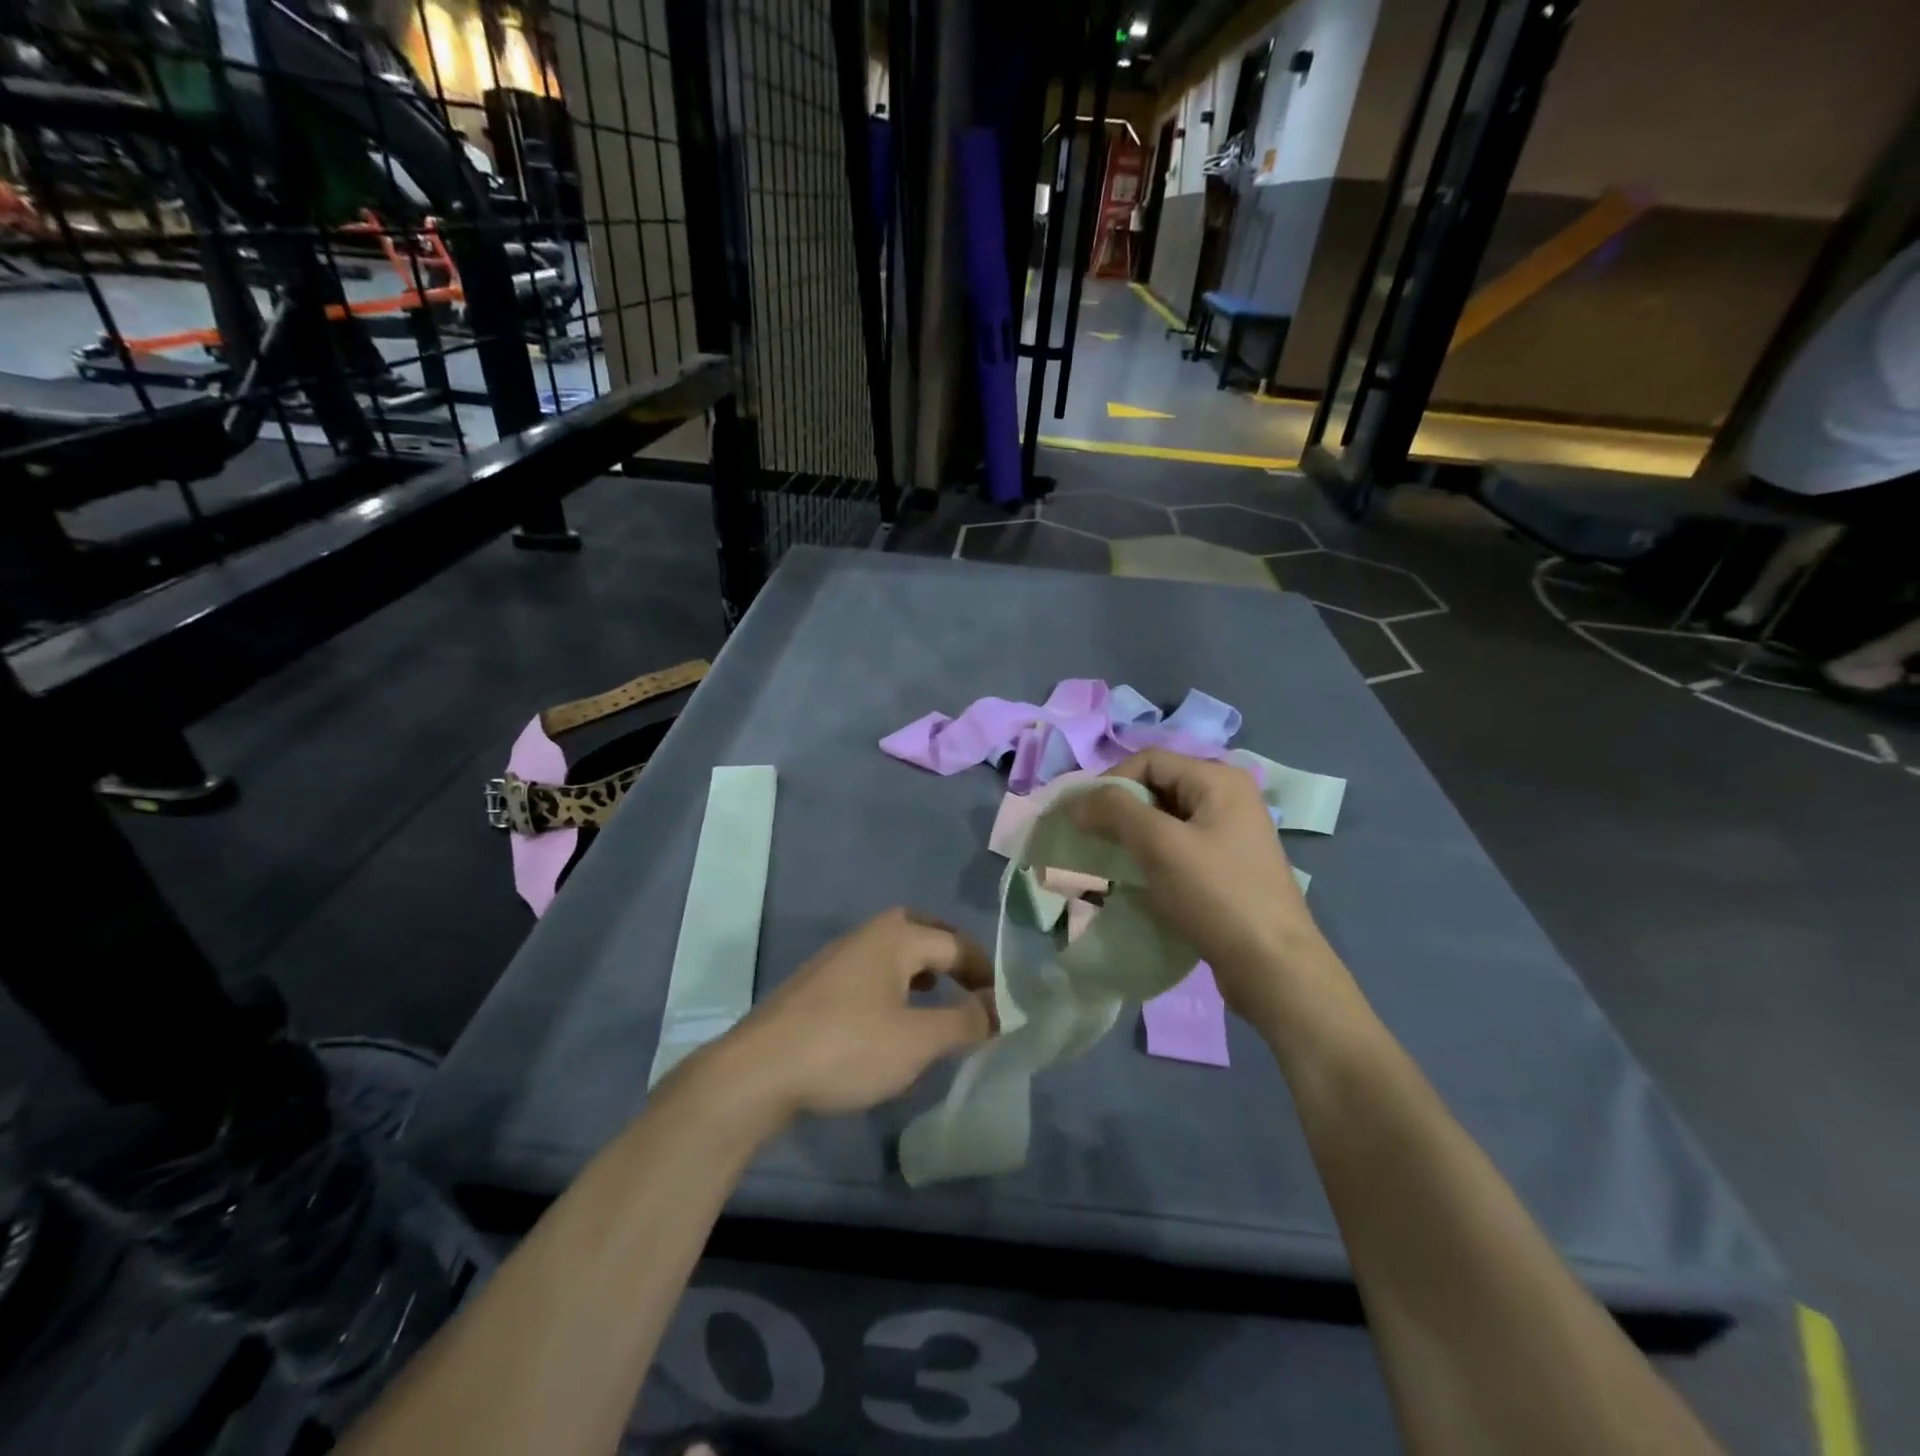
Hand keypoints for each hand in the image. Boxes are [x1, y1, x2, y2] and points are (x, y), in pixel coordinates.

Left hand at [727, 908, 995, 1118]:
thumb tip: (999, 1009)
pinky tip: (891, 1018)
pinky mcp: (817, 986)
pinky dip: (894, 985)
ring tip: (937, 997)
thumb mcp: (917, 1040)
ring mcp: (836, 959)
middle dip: (950, 954)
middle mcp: (866, 936)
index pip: (955, 944)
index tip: (1004, 1004)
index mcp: (895, 937)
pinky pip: (870, 972)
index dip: (985, 972)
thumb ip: (964, 1022)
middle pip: (920, 931)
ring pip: (892, 951)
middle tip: (972, 982)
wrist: (758, 1071)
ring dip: (920, 968)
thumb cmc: (847, 1048)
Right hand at [1071, 750, 1338, 1019]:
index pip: (1149, 760)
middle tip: (1092, 838)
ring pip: (1166, 819)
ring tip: (1109, 860)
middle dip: (1119, 809)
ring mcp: (1230, 833)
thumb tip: (1078, 802)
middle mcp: (1228, 797)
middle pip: (1158, 786)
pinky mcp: (1227, 866)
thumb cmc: (1216, 895)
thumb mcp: (1160, 845)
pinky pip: (1179, 846)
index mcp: (1219, 780)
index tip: (1083, 818)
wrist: (1272, 967)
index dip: (1110, 782)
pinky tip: (1136, 878)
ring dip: (1132, 834)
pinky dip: (1152, 855)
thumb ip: (1115, 811)